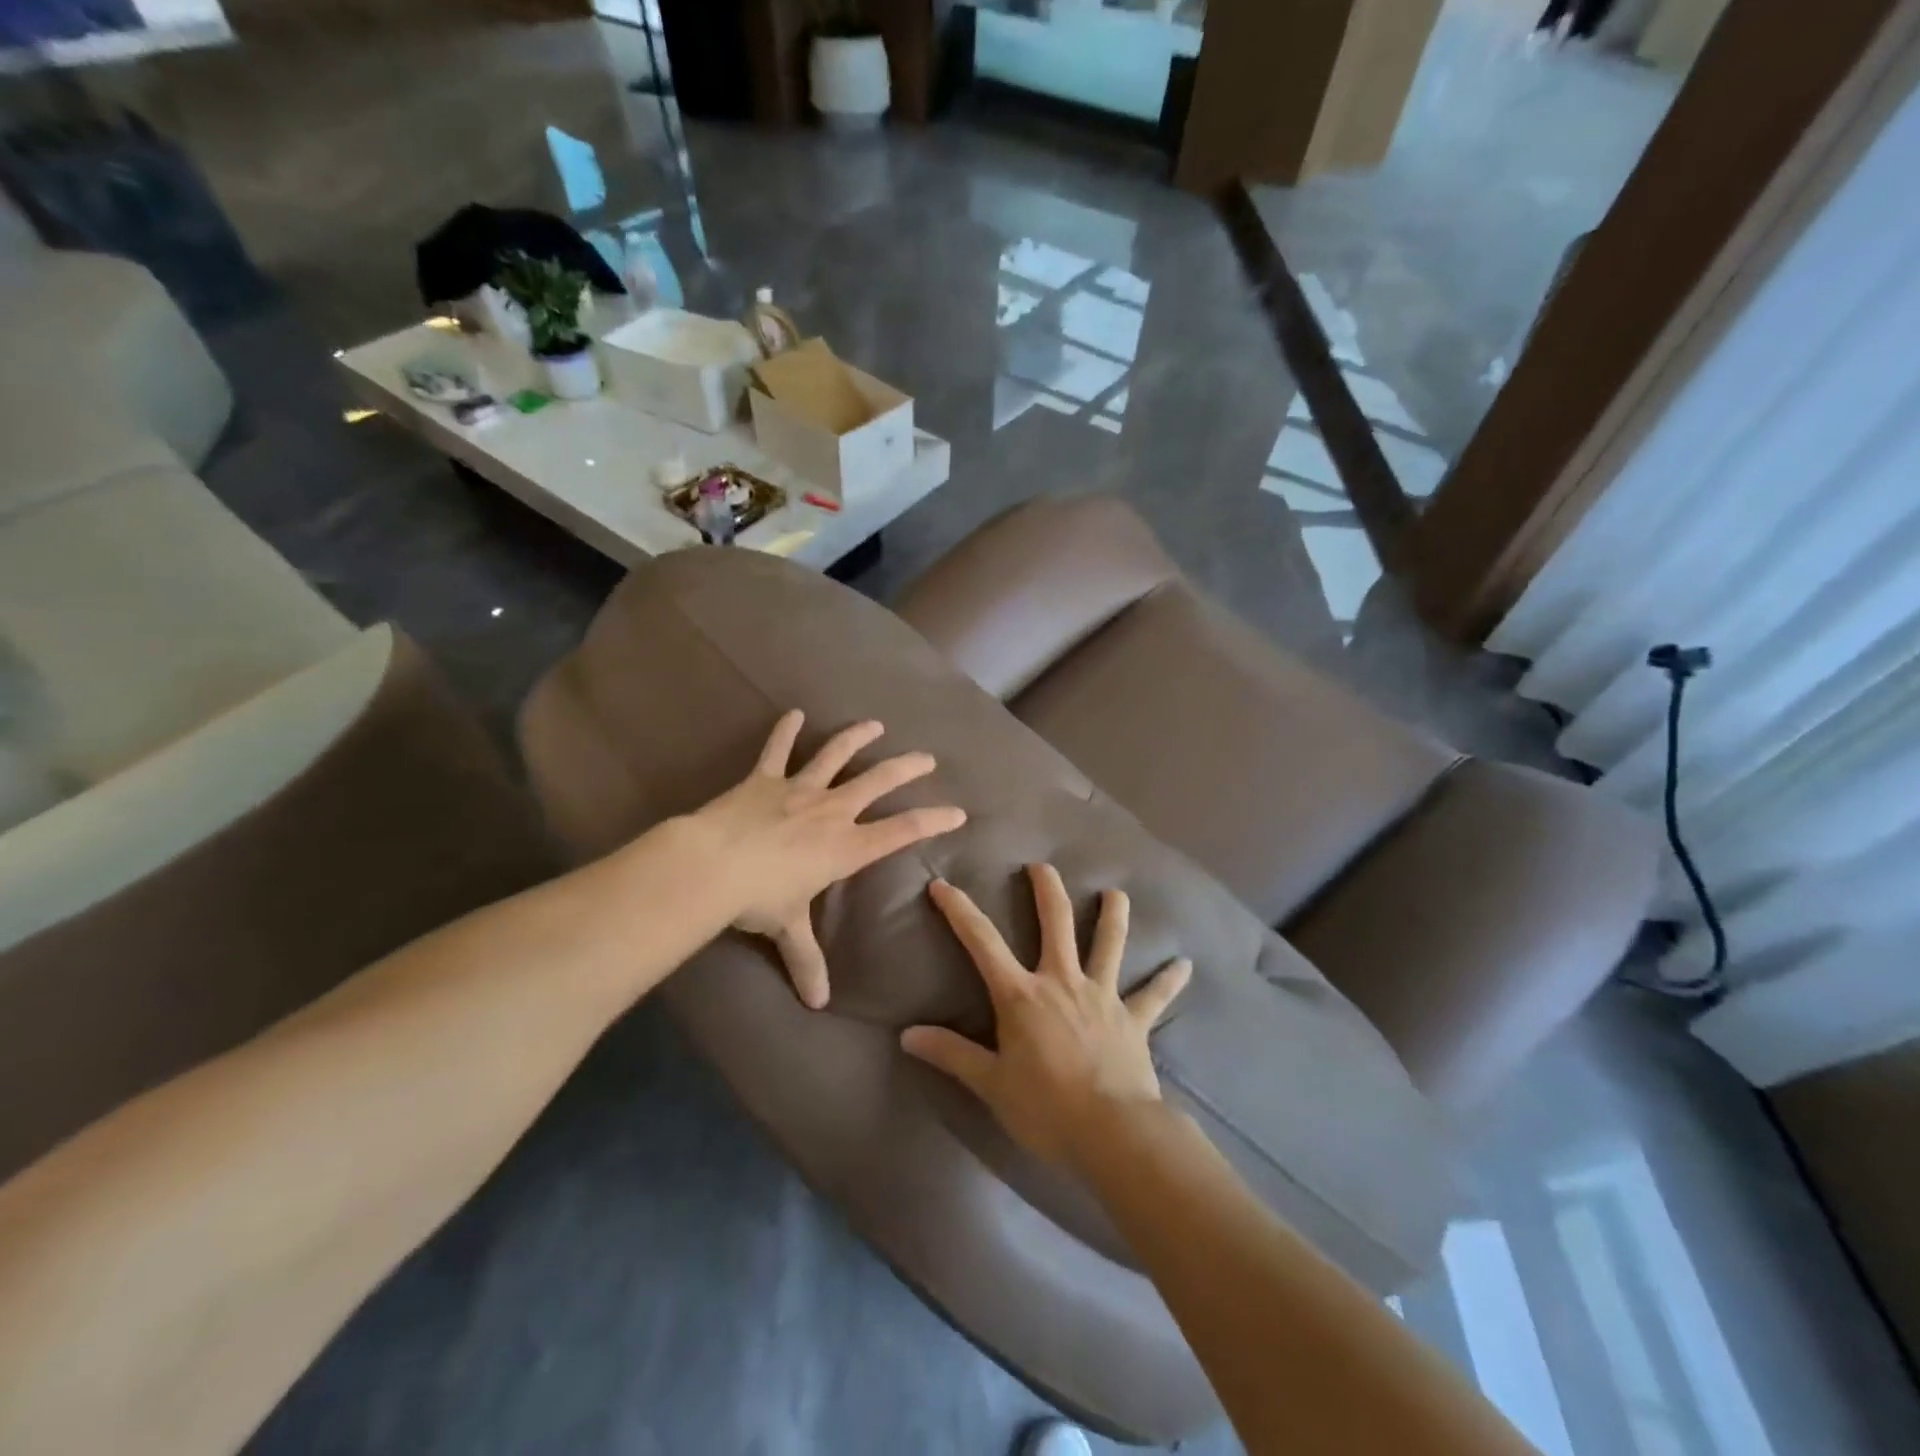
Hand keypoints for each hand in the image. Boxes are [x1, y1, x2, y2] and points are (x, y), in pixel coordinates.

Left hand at [691, 710, 966, 1009]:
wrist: (712, 864)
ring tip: (873, 724)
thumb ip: (806, 959)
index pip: (900, 831)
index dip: (931, 820)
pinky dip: (786, 730)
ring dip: (856, 738)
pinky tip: (794, 713)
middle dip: (905, 768)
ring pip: (835, 756)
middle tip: (926, 757)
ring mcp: (798, 789)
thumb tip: (817, 1004)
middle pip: (877, 782)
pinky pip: (778, 749)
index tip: (957, 811)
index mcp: (844, 846)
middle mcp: (830, 811)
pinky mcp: (764, 778)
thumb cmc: (758, 898)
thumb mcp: (787, 928)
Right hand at [901, 864, 1190, 1169]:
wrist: (1112, 1132)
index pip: (982, 942)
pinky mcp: (1134, 1019)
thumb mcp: (990, 1083)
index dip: (959, 911)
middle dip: (1046, 891)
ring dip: (1113, 916)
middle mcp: (1062, 981)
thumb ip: (951, 1054)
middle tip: (1041, 866)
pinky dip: (1169, 980)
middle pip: (1055, 923)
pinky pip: (1154, 995)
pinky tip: (1184, 965)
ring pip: (1109, 943)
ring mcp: (1103, 996)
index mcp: (1022, 995)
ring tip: (1116, 893)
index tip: (942, 884)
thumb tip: (906, 1036)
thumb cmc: (1046, 1107)